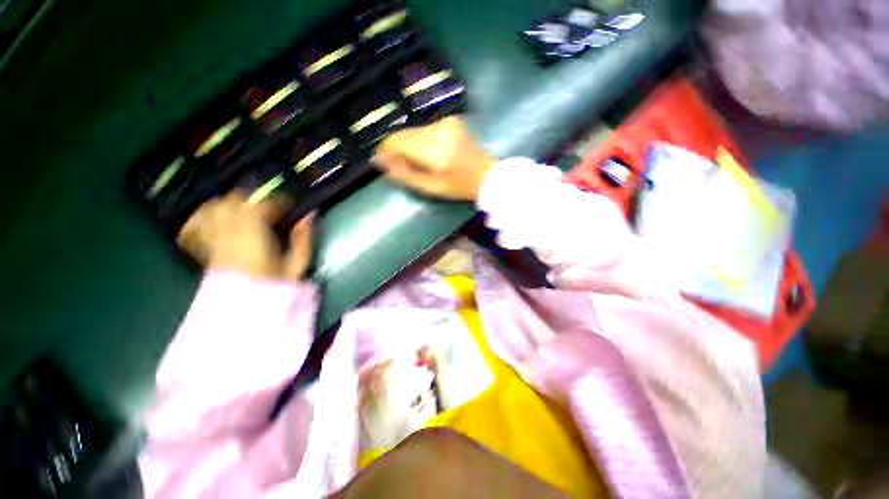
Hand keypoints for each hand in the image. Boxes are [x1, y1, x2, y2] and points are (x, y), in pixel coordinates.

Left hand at [177, 191, 312, 279]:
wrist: (245, 312)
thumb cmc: (275, 289)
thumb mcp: (297, 266)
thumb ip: (303, 240)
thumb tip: (308, 217)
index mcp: (253, 239)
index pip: (260, 207)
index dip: (278, 202)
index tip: (290, 206)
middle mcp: (228, 235)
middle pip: (233, 201)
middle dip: (255, 200)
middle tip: (271, 209)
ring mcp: (213, 241)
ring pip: (214, 208)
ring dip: (233, 204)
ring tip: (248, 211)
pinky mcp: (205, 249)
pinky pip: (197, 224)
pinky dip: (208, 215)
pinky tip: (220, 219)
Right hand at [373, 116, 494, 200]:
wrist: (486, 175)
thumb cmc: (459, 187)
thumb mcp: (430, 187)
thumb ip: (405, 174)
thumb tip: (381, 162)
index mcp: (433, 150)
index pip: (398, 141)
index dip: (385, 149)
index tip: (380, 160)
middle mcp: (437, 130)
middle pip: (404, 134)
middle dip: (396, 148)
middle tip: (397, 163)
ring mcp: (445, 122)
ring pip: (414, 130)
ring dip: (409, 144)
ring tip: (415, 160)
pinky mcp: (451, 120)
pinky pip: (425, 129)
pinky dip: (421, 139)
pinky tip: (428, 152)